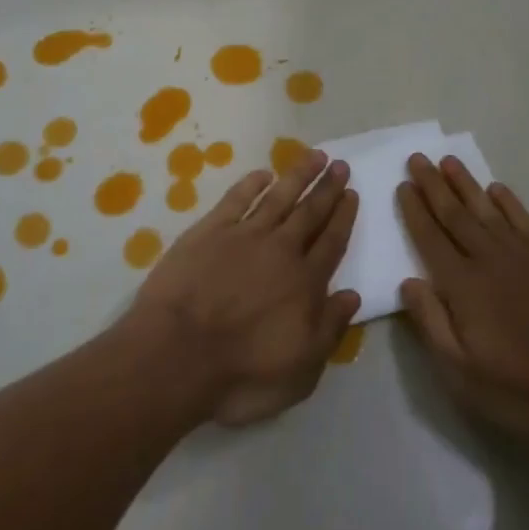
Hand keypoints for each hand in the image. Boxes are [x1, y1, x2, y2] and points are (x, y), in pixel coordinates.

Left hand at [123, 151, 360, 427]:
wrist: (177, 355)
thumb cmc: (241, 374)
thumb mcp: (301, 371)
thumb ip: (329, 329)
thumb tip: (352, 295)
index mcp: (305, 283)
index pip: (331, 242)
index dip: (343, 216)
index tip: (352, 192)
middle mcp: (281, 251)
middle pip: (310, 213)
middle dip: (327, 188)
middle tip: (341, 164)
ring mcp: (244, 235)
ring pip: (279, 196)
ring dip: (298, 175)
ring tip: (315, 155)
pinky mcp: (210, 230)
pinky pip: (238, 198)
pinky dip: (252, 183)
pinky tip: (263, 173)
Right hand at [397, 154, 528, 439]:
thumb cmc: (524, 389)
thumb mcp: (463, 373)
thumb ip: (432, 323)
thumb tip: (407, 282)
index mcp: (462, 286)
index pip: (430, 239)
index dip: (415, 212)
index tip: (402, 185)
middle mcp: (489, 260)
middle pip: (455, 216)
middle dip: (433, 187)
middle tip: (418, 158)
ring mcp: (524, 257)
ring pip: (487, 210)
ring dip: (466, 184)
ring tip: (449, 161)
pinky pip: (524, 221)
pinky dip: (508, 203)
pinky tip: (497, 189)